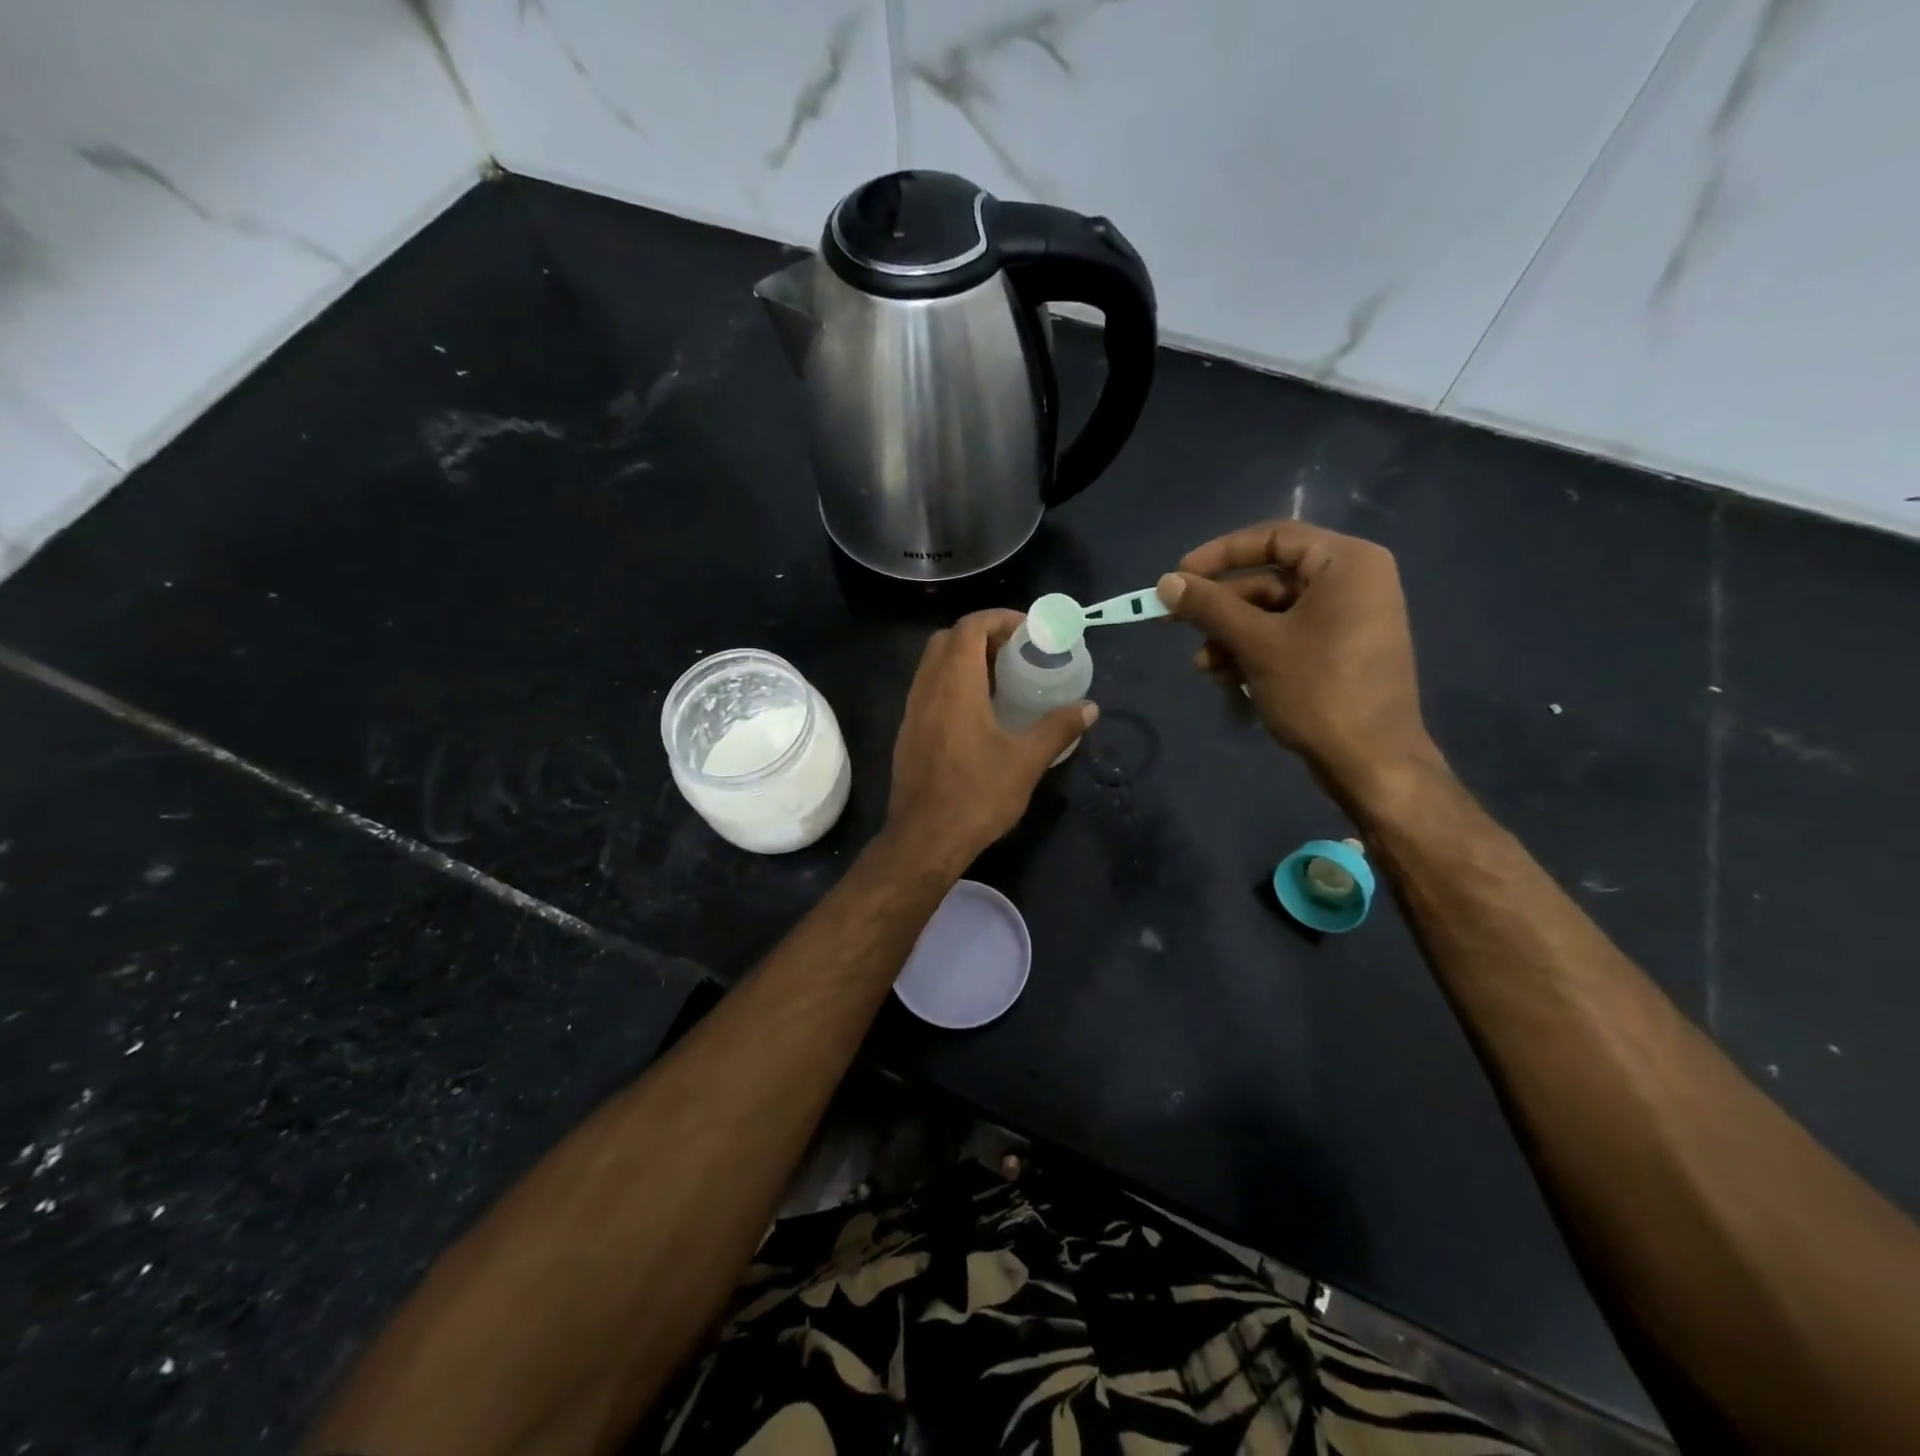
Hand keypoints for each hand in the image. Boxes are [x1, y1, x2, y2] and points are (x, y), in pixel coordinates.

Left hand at [886, 609, 1096, 868]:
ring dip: (964, 660)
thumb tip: (1089, 708)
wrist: (924, 839)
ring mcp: (912, 711)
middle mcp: (927, 689)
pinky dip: (951, 684)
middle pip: (947, 639)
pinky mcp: (908, 733)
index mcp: (954, 685)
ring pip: (933, 665)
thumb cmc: (976, 795)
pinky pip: (928, 690)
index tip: (1028, 632)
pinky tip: (978, 712)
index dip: (999, 619)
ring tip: (1001, 679)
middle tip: (1015, 653)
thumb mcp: (1026, 761)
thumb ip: (1058, 728)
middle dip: (982, 635)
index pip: (970, 627)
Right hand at [1157, 521, 1438, 799]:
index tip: (1178, 576)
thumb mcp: (1256, 644)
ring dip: (1230, 635)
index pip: (1273, 537)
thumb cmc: (1318, 690)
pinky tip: (1225, 676)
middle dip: (1220, 607)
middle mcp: (1353, 582)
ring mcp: (1349, 619)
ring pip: (1273, 613)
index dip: (1219, 554)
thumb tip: (1165, 582)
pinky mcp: (1341, 652)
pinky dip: (1253, 651)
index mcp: (1346, 563)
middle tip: (1174, 621)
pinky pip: (1287, 636)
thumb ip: (1209, 607)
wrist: (1371, 763)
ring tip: (1203, 665)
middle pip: (1269, 579)